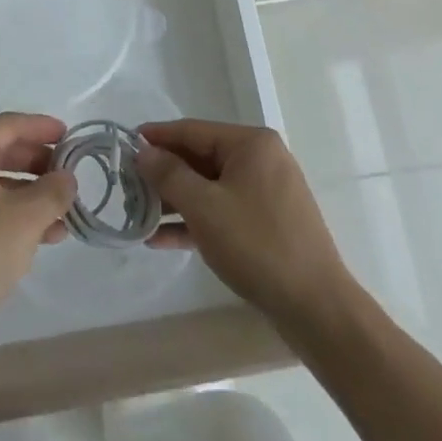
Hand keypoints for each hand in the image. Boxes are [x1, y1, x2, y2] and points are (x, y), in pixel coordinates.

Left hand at [0, 113, 77, 344]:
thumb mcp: (26, 219)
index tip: (69, 136)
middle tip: (67, 175)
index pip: (9, 125)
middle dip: (37, 164)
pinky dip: (8, 213)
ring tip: (62, 215)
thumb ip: (53, 191)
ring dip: (27, 194)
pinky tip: (38, 237)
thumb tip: (67, 178)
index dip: (42, 128)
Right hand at [137, 119, 347, 326]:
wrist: (317, 310)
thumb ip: (169, 174)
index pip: (192, 130)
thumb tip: (143, 151)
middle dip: (164, 173)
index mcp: (251, 144)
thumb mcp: (205, 207)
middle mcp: (261, 160)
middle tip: (127, 184)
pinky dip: (196, 221)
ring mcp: (267, 193)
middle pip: (201, 158)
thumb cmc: (257, 246)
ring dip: (175, 200)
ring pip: (210, 187)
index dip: (156, 137)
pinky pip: (223, 211)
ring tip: (138, 213)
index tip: (124, 144)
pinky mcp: (268, 224)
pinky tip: (162, 239)